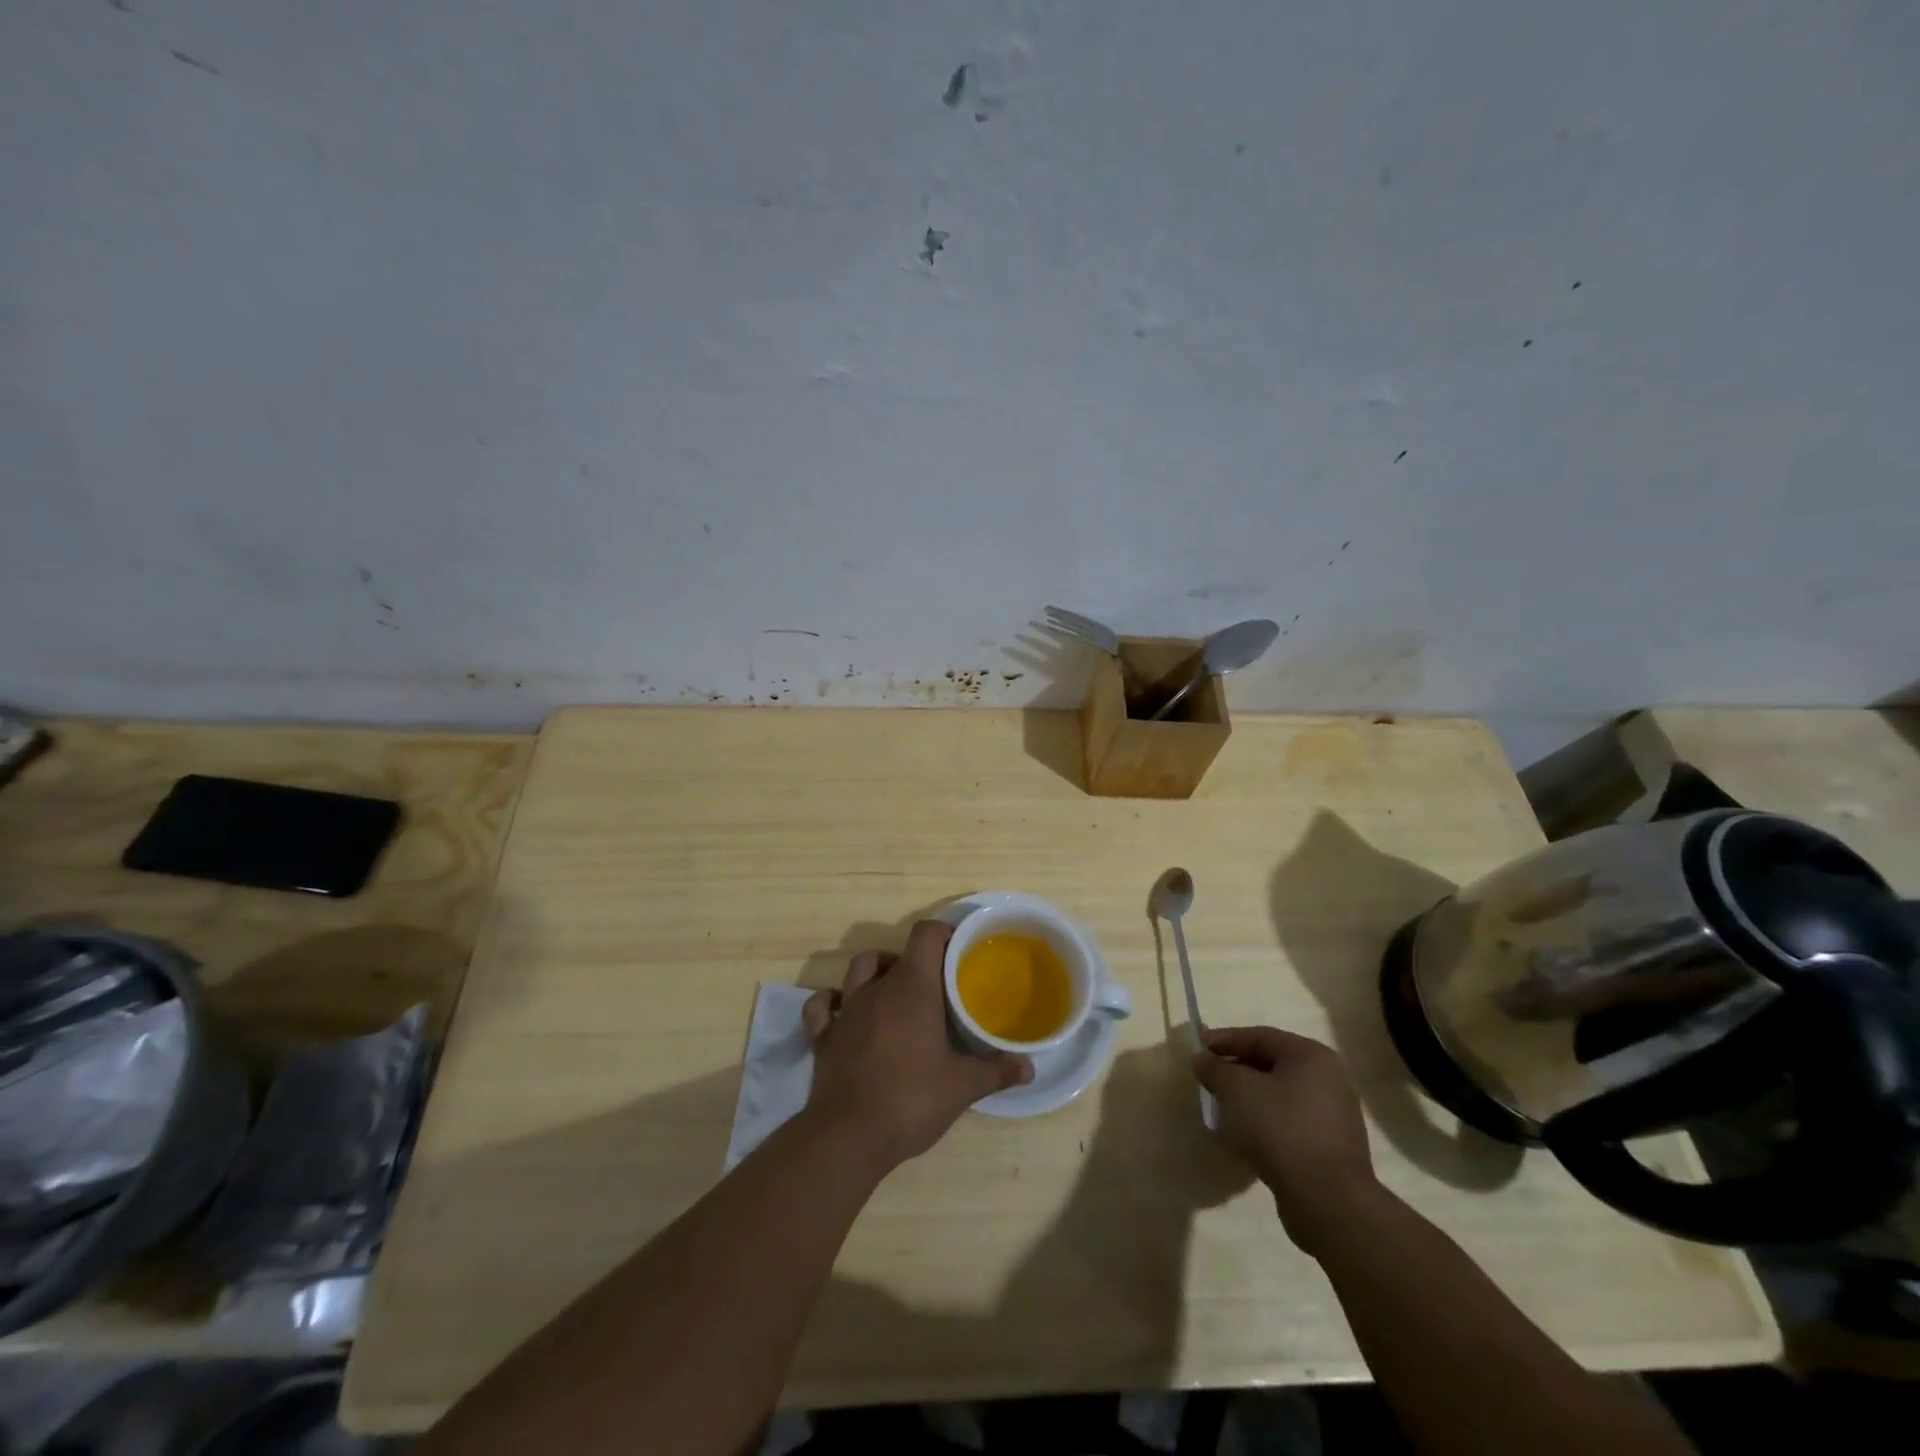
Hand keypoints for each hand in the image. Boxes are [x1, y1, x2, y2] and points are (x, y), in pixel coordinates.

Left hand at [802, 920, 1030, 1170]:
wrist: (849, 1136)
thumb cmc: (911, 1099)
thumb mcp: (962, 1087)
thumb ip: (996, 1071)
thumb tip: (1028, 1068)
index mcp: (913, 988)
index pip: (925, 935)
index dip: (942, 934)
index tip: (959, 951)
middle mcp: (877, 988)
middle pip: (896, 953)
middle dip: (916, 962)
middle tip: (935, 986)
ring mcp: (846, 1010)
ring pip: (859, 969)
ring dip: (877, 972)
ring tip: (895, 992)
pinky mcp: (823, 1036)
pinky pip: (821, 1005)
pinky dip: (831, 1001)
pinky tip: (843, 1012)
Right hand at [1193, 1025, 1380, 1254]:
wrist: (1327, 1200)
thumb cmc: (1281, 1129)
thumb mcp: (1237, 1090)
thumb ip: (1216, 1068)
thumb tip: (1202, 1060)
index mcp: (1312, 1056)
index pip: (1260, 1037)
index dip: (1225, 1040)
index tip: (1198, 1049)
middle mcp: (1329, 1079)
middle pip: (1271, 1064)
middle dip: (1236, 1070)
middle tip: (1208, 1078)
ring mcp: (1333, 1115)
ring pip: (1279, 1095)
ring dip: (1249, 1098)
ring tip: (1222, 1108)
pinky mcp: (1330, 1147)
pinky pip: (1289, 1122)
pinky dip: (1264, 1121)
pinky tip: (1245, 1136)